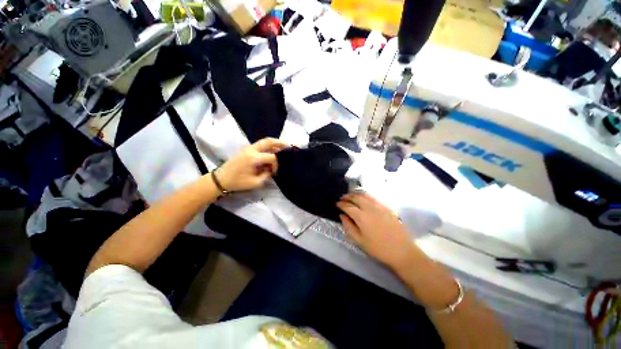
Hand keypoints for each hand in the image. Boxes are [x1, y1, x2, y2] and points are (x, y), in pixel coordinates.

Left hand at [215, 138, 288, 191]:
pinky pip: (259, 145)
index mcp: (254, 158)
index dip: (276, 165)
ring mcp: (248, 148)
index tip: (273, 173)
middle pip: (268, 141)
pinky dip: (267, 146)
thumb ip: (266, 175)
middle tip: (288, 145)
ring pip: (264, 141)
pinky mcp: (246, 150)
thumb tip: (271, 170)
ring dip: (274, 143)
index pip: (271, 157)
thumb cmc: (238, 182)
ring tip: (282, 146)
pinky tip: (272, 150)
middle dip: (279, 143)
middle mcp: (252, 150)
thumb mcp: (255, 183)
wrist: (220, 179)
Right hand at [337, 192, 417, 267]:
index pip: (348, 206)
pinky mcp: (386, 207)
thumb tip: (342, 215)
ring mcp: (379, 206)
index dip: (341, 204)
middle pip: (356, 197)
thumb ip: (348, 227)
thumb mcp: (359, 241)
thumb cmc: (378, 249)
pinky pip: (373, 197)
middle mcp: (369, 208)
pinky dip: (365, 195)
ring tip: (351, 195)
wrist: (402, 251)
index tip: (337, 204)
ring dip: (356, 194)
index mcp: (361, 217)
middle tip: (342, 198)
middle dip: (347, 196)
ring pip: (365, 195)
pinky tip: (364, 198)